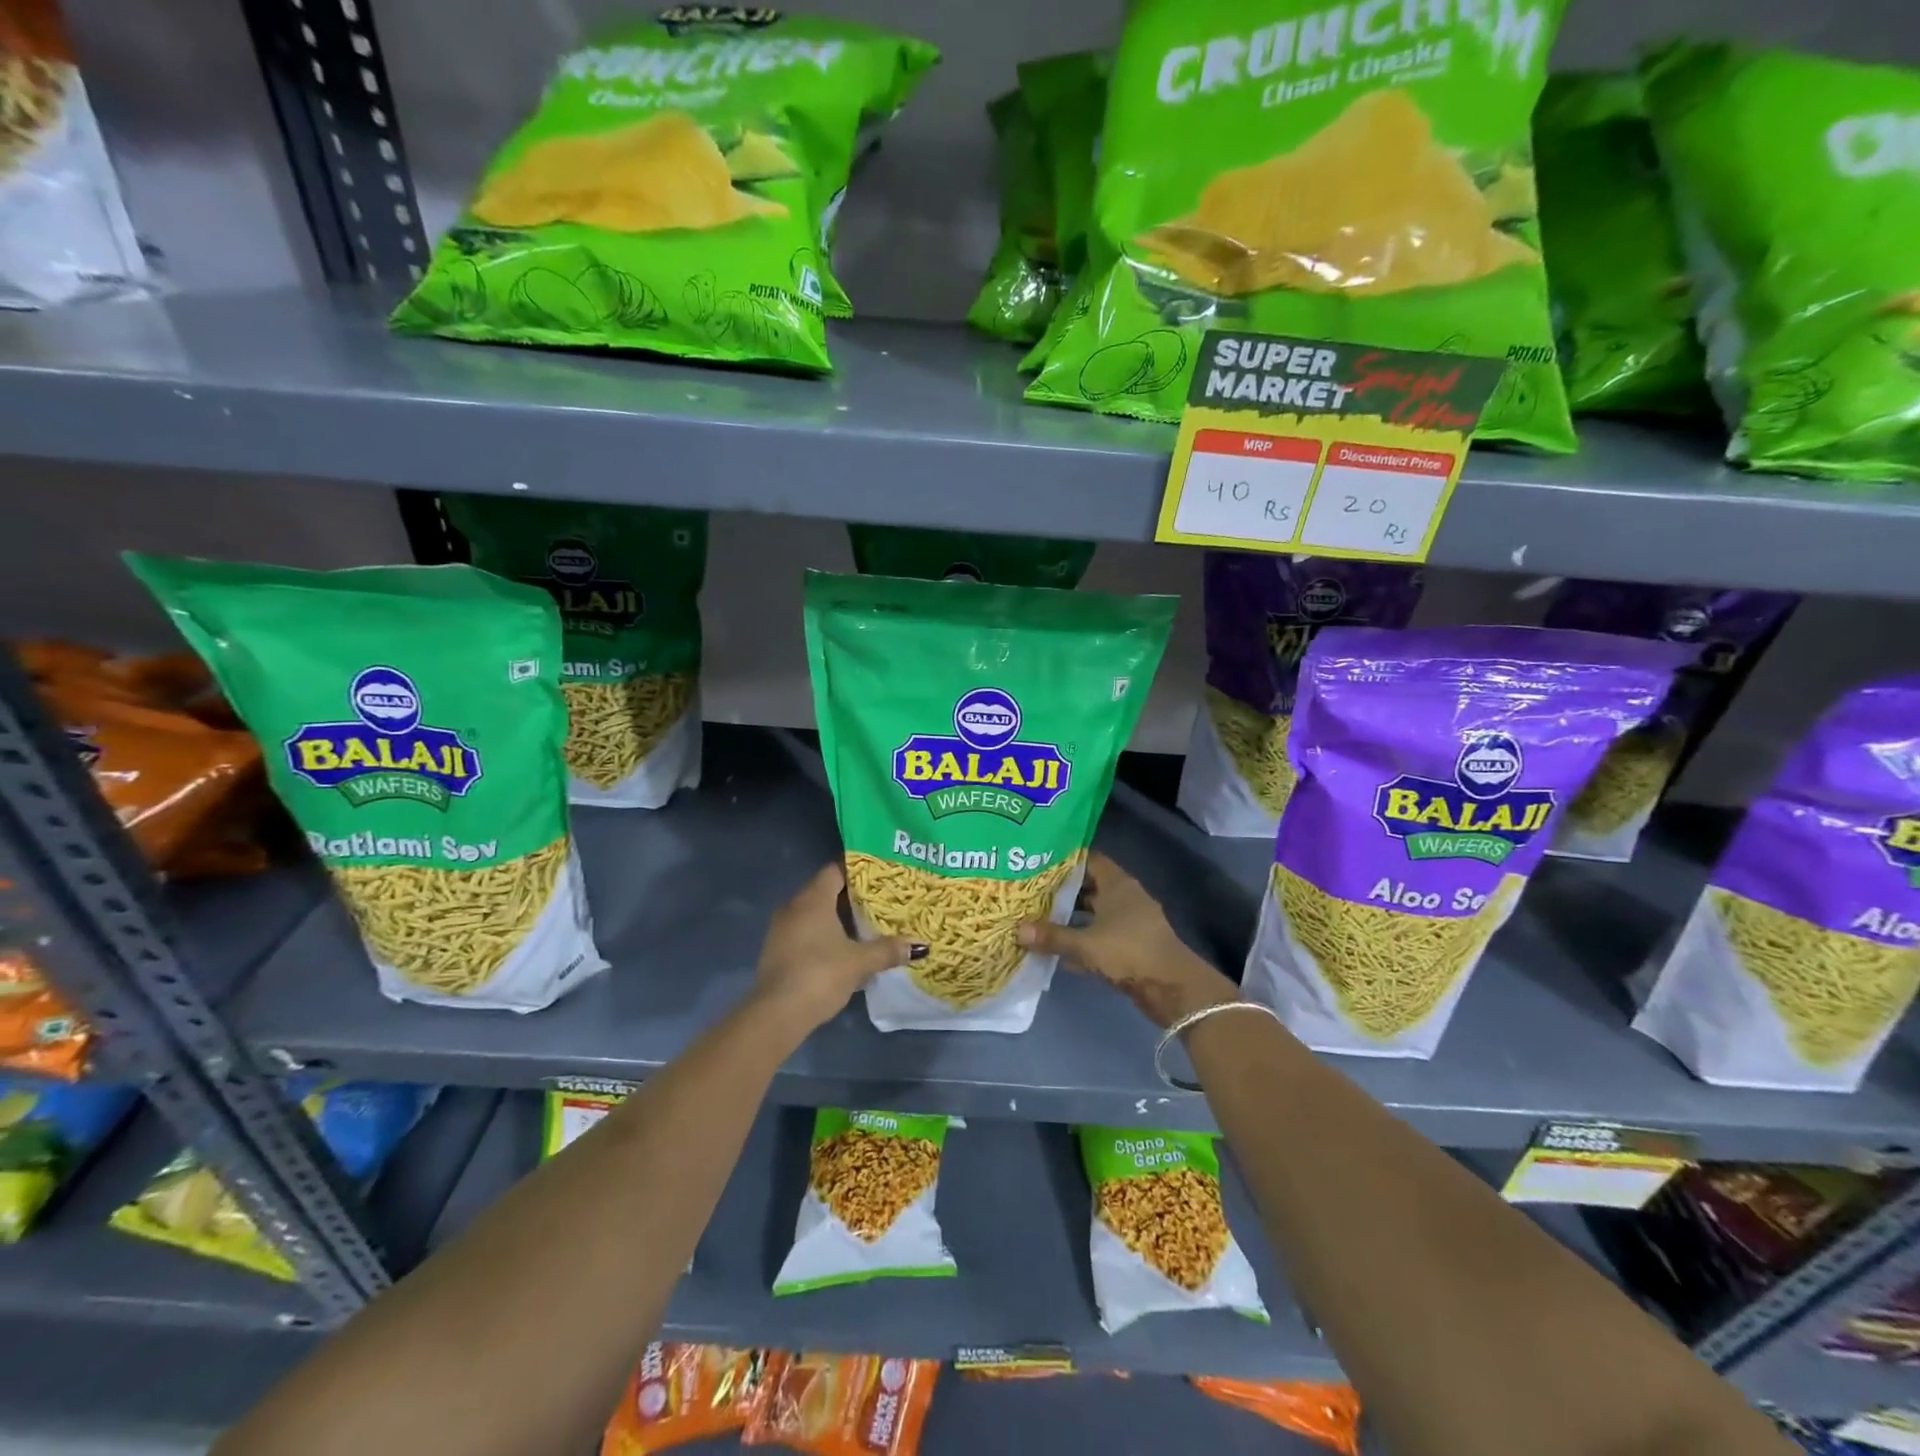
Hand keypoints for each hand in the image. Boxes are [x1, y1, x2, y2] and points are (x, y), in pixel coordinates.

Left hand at [753, 862, 923, 1030]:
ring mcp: (782, 930)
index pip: (835, 870)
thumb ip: (888, 950)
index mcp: (812, 899)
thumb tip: (919, 946)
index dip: (857, 870)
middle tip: (880, 900)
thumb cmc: (820, 975)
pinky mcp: (778, 951)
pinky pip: (805, 931)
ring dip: (837, 918)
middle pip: (825, 890)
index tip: (880, 875)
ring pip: (814, 913)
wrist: (776, 1014)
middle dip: (852, 896)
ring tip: (867, 924)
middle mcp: (793, 907)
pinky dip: (824, 934)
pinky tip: (844, 948)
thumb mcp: (859, 962)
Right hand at [1016, 851, 1240, 1029]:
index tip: (1038, 862)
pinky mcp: (1130, 945)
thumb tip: (1017, 930)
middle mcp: (1124, 897)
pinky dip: (1081, 940)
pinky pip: (1099, 935)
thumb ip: (1052, 937)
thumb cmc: (1129, 952)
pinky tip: (1057, 950)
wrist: (1173, 988)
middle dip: (1061, 890)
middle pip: (1089, 886)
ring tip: (1037, 917)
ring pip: (1093, 912)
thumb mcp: (1086, 944)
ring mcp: (1129, 922)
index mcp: (1117, 884)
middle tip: (1029, 891)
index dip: (1065, 859)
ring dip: (1070, 917)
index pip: (1089, 859)